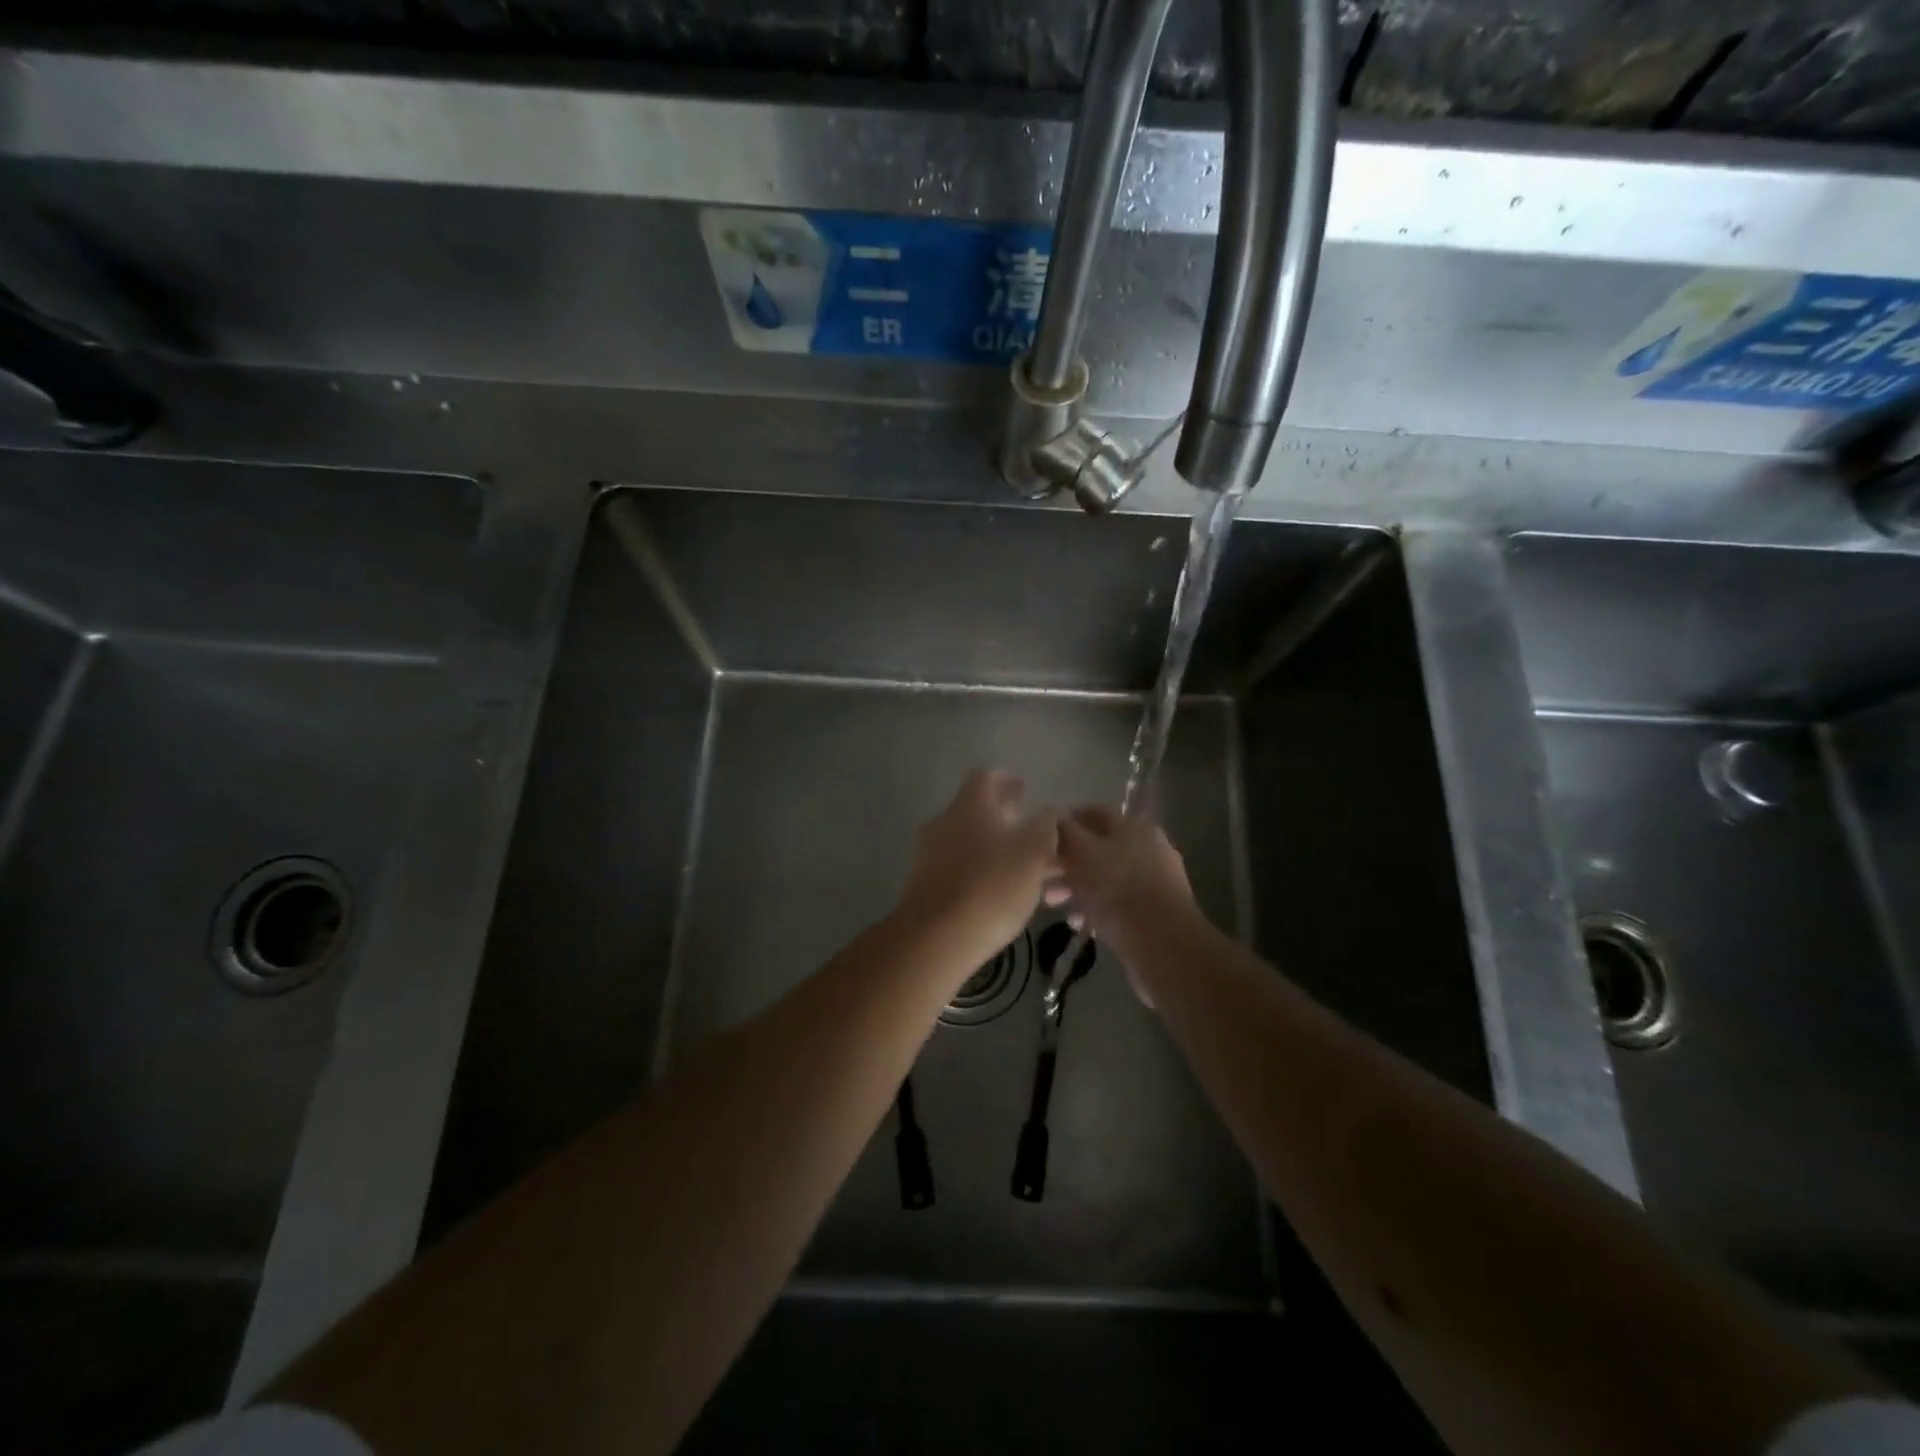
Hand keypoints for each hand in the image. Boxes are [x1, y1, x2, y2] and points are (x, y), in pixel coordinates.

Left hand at [896, 770, 1059, 968]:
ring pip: (974, 843)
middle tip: (1034, 832)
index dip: (1006, 780)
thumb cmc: (991, 886)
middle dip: (1008, 820)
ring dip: (1002, 851)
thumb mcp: (1033, 853)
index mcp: (969, 805)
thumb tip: (1046, 813)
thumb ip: (1044, 827)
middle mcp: (945, 822)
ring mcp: (931, 854)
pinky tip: (1008, 895)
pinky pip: (962, 869)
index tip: (1023, 788)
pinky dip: (986, 874)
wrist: (935, 938)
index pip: (986, 777)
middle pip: (978, 811)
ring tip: (1033, 873)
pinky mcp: (927, 885)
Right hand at [1053, 807, 1197, 960]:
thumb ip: (1064, 831)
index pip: (1094, 812)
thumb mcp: (1081, 853)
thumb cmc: (1116, 888)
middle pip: (1099, 847)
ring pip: (1108, 877)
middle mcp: (1149, 846)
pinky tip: (1081, 924)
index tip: (1044, 839)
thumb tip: (1053, 817)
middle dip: (1068, 863)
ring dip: (1079, 888)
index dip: (1067, 821)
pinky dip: (1099, 908)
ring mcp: (1156, 879)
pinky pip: (1120, 902)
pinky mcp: (1157, 910)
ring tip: (1056, 906)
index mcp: (1133, 826)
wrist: (1162, 942)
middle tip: (1044, 880)